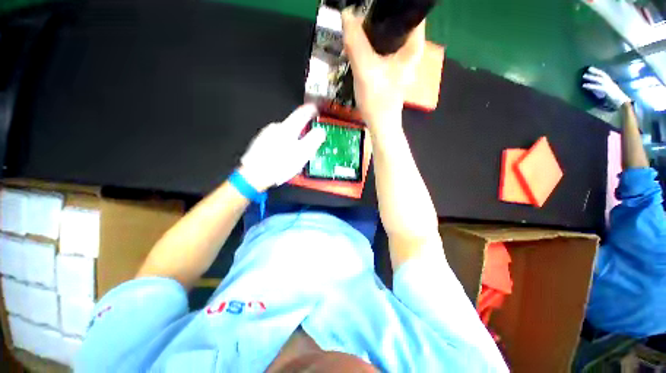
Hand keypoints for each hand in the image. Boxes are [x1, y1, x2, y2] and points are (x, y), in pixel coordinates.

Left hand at [238, 104, 326, 191]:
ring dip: (292, 141)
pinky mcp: (260, 143)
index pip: (302, 113)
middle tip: (307, 145)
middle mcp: (276, 128)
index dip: (311, 110)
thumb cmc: (280, 164)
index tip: (315, 109)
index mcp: (288, 128)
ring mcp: (266, 135)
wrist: (255, 175)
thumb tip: (321, 131)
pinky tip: (283, 158)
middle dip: (302, 132)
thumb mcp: (303, 153)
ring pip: (285, 135)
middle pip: (293, 125)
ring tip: (294, 156)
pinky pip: (276, 141)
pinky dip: (282, 147)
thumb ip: (314, 140)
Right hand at [341, 7, 424, 131]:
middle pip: (394, 21)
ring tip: (355, 32)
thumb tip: (347, 14)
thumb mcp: (365, 70)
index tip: (369, 9)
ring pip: (385, 33)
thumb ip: (356, 42)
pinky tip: (358, 46)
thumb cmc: (377, 101)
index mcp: (413, 44)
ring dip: (369, 31)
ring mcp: (399, 57)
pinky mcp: (389, 65)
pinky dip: (369, 43)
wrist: (379, 124)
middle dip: (374, 19)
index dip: (388, 7)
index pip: (407, 11)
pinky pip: (379, 46)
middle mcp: (409, 47)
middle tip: (356, 22)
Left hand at [582, 66, 630, 108]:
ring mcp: (608, 86)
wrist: (623, 103)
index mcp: (611, 83)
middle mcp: (610, 83)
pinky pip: (597, 87)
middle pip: (602, 74)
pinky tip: (584, 85)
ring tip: (583, 76)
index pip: (604, 75)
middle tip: (588, 68)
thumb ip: (602, 90)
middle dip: (595, 71)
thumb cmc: (616, 99)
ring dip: (591, 77)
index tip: (592, 68)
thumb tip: (594, 90)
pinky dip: (590, 86)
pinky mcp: (606, 90)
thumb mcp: (609, 93)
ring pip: (599, 79)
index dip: (598, 71)